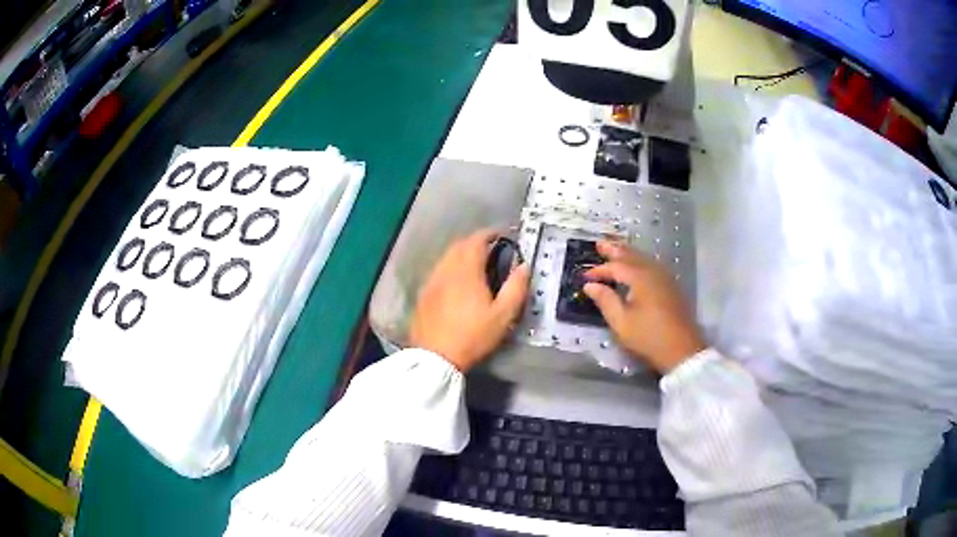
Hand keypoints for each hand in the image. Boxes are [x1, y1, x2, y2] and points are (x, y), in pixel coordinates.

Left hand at [409, 230, 530, 371]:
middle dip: (475, 242)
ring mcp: (431, 281)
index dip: (489, 234)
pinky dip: (449, 268)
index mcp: (466, 270)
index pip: (476, 241)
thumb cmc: (473, 336)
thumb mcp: (502, 316)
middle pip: (459, 245)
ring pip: (446, 258)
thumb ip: (516, 288)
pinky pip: (437, 271)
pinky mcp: (423, 294)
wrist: (436, 357)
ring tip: (474, 264)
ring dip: (460, 254)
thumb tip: (524, 266)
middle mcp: (446, 270)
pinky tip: (455, 282)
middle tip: (490, 249)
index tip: (501, 235)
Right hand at [584, 241, 704, 373]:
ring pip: (644, 258)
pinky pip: (652, 266)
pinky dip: (640, 262)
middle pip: (632, 255)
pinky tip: (637, 267)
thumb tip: (590, 285)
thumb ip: (605, 300)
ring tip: (616, 250)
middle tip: (600, 244)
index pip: (615, 266)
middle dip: (615, 250)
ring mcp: (665, 278)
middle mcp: (653, 271)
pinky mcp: (672, 287)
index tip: (584, 276)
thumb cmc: (648, 337)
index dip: (598, 270)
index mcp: (640, 277)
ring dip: (628, 253)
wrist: (682, 349)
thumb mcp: (621, 322)